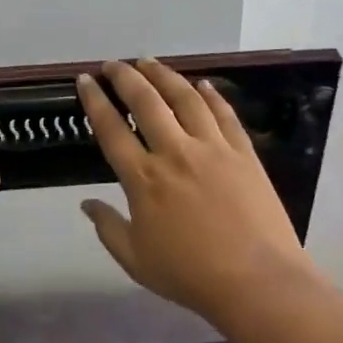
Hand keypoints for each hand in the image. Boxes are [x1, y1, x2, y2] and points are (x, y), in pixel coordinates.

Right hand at [76, 60, 320, 325]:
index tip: (85, 80)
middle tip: (113, 64)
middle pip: (146, 102)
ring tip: (149, 62)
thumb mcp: (135, 260)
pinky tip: (202, 84)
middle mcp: (175, 152)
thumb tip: (86, 203)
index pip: (111, 129)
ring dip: (164, 75)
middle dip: (125, 77)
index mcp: (143, 179)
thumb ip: (108, 228)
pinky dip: (211, 95)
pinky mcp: (244, 153)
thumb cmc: (190, 274)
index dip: (95, 101)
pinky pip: (224, 114)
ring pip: (185, 98)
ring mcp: (213, 148)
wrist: (257, 281)